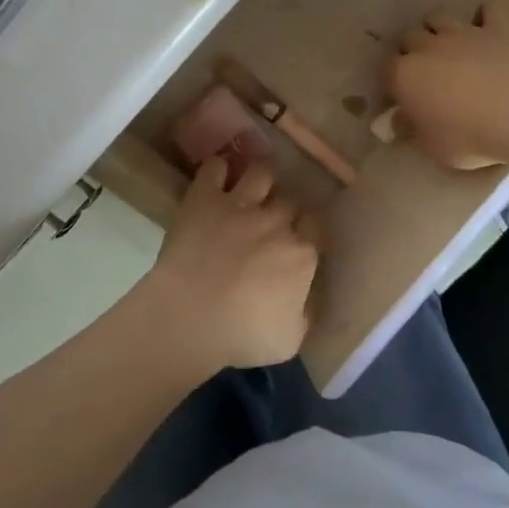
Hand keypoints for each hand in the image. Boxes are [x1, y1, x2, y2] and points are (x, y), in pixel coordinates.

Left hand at [132, 157, 319, 375]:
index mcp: (302, 253)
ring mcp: (240, 204)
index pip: (318, 227)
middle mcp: (276, 221)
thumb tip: (311, 298)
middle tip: (273, 220)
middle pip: (290, 200)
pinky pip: (214, 169)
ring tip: (252, 185)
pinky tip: (216, 175)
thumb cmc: (242, 335)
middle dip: (284, 208)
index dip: (310, 230)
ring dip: (260, 177)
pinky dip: (217, 168)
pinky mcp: (204, 199)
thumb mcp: (291, 339)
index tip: (302, 237)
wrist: (191, 316)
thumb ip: (306, 312)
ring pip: (261, 173)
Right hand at [385, 2, 508, 169]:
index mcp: (404, 75)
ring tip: (448, 49)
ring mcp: (463, 33)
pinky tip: (486, 27)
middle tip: (425, 74)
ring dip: (438, 31)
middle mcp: (427, 46)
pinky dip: (484, 16)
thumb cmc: (469, 137)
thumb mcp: (432, 146)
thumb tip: (392, 122)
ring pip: (438, 19)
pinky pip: (488, 11)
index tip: (401, 96)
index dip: (392, 81)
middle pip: (408, 38)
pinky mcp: (497, 29)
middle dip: (412, 52)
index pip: (385, 69)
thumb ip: (408, 129)